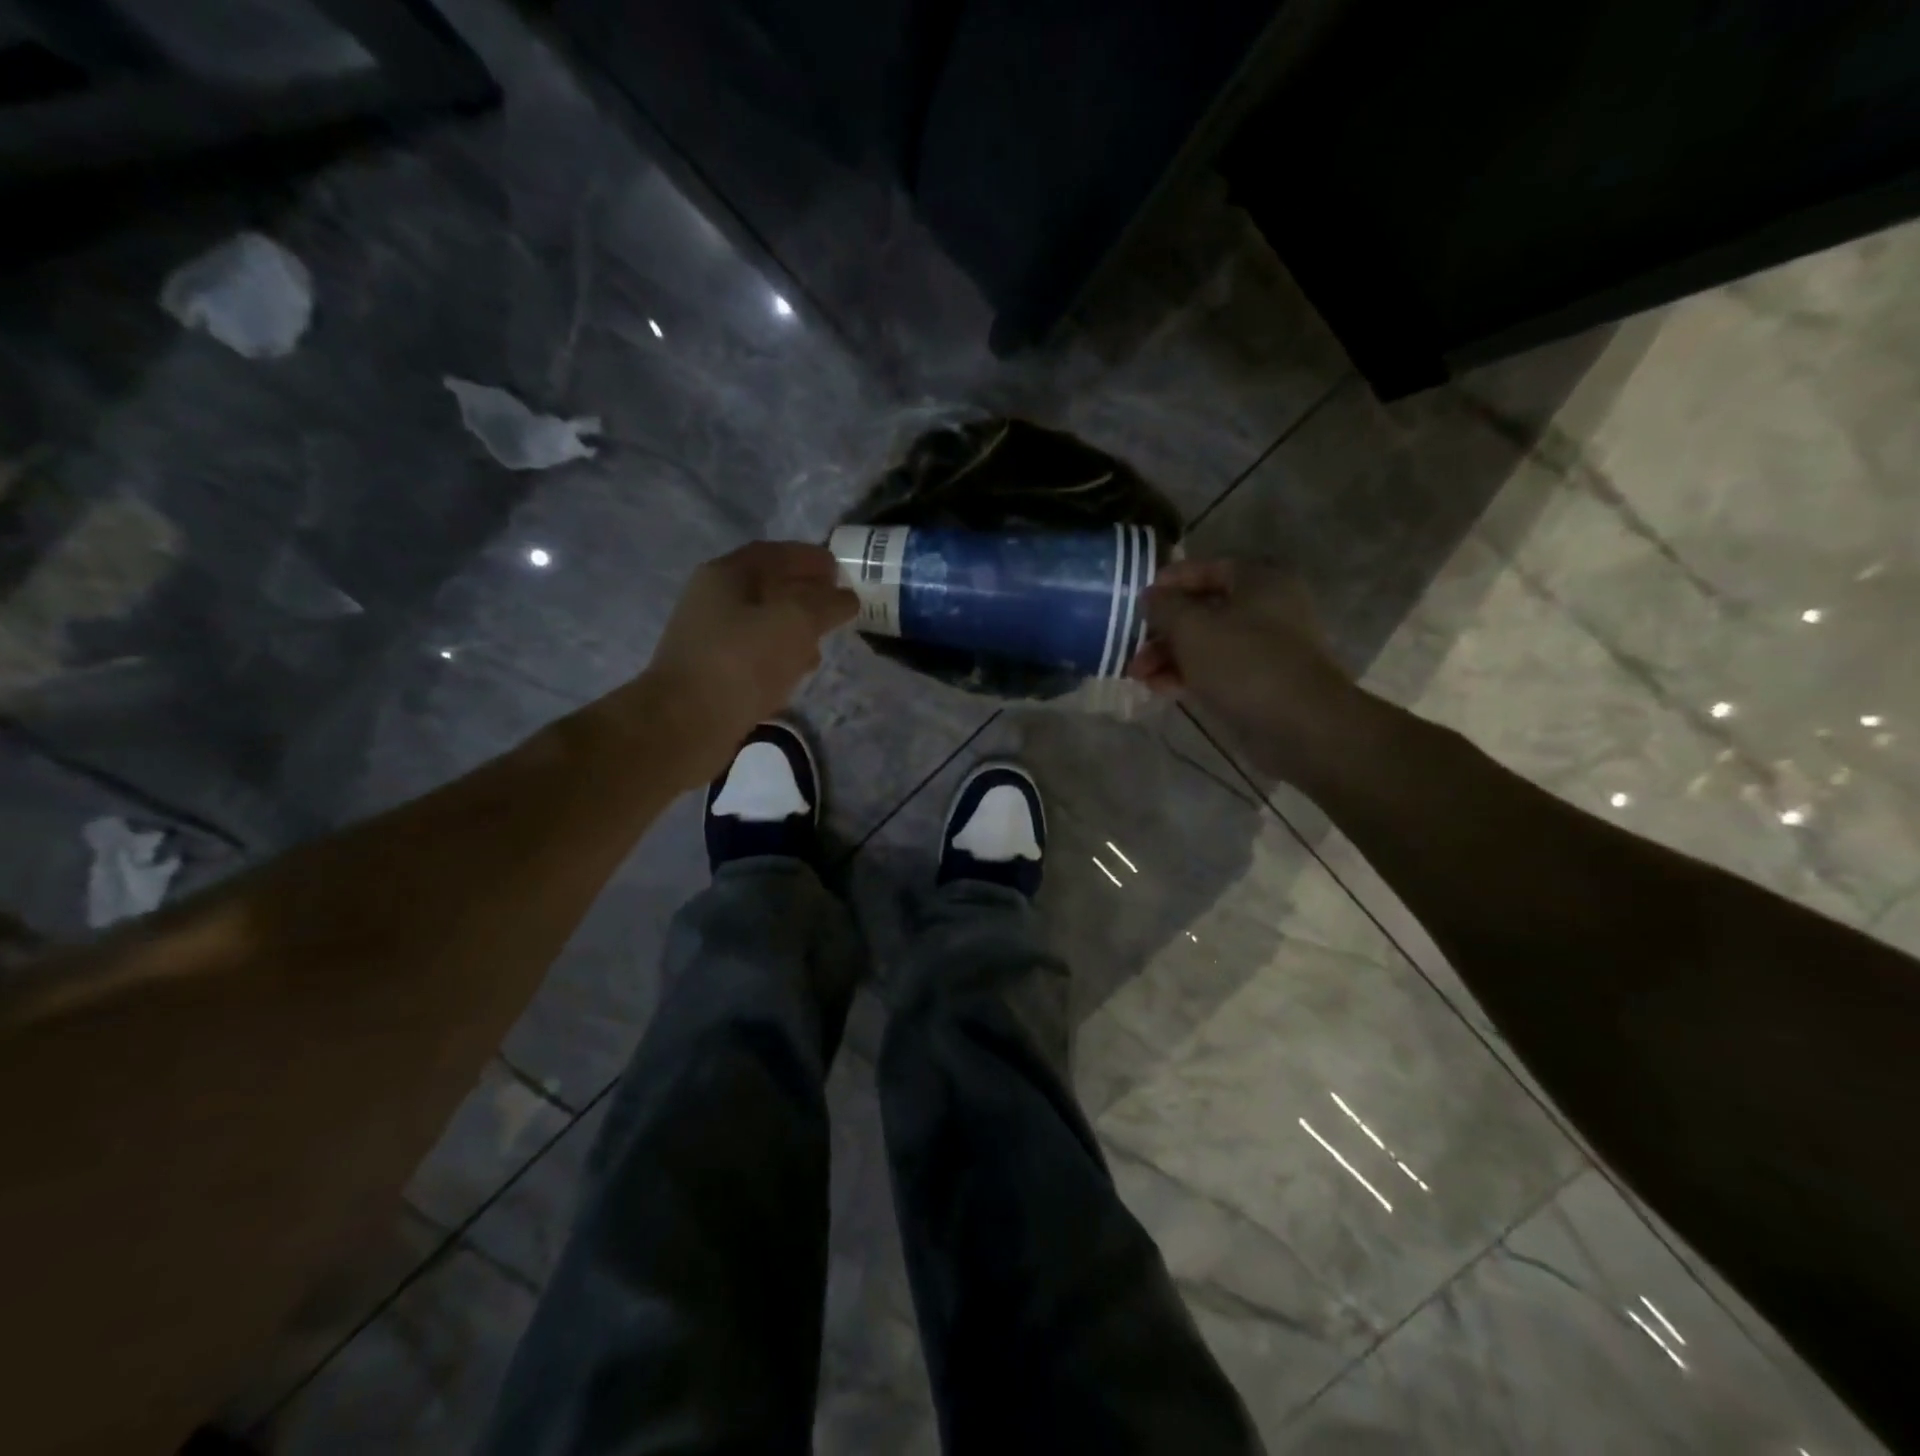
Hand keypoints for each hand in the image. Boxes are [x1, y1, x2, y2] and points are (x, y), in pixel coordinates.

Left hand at [644, 541, 856, 763]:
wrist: (686, 724)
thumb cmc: (742, 661)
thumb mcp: (795, 622)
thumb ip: (826, 604)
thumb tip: (846, 597)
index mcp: (726, 575)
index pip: (774, 554)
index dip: (809, 558)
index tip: (839, 569)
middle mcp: (712, 600)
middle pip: (767, 587)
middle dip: (804, 592)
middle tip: (837, 604)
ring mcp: (709, 639)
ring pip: (762, 623)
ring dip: (794, 626)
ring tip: (824, 639)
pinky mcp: (712, 674)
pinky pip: (754, 654)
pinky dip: (780, 655)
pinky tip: (798, 670)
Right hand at [1129, 557, 1360, 778]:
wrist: (1300, 725)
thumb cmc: (1244, 663)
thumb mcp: (1192, 628)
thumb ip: (1164, 607)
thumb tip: (1150, 597)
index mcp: (1260, 581)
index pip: (1208, 568)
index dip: (1170, 581)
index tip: (1138, 600)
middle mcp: (1267, 608)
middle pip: (1204, 610)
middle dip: (1163, 629)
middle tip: (1132, 647)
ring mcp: (1266, 648)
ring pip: (1207, 643)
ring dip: (1169, 656)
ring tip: (1137, 675)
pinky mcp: (1261, 682)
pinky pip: (1217, 670)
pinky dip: (1188, 675)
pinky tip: (1159, 688)